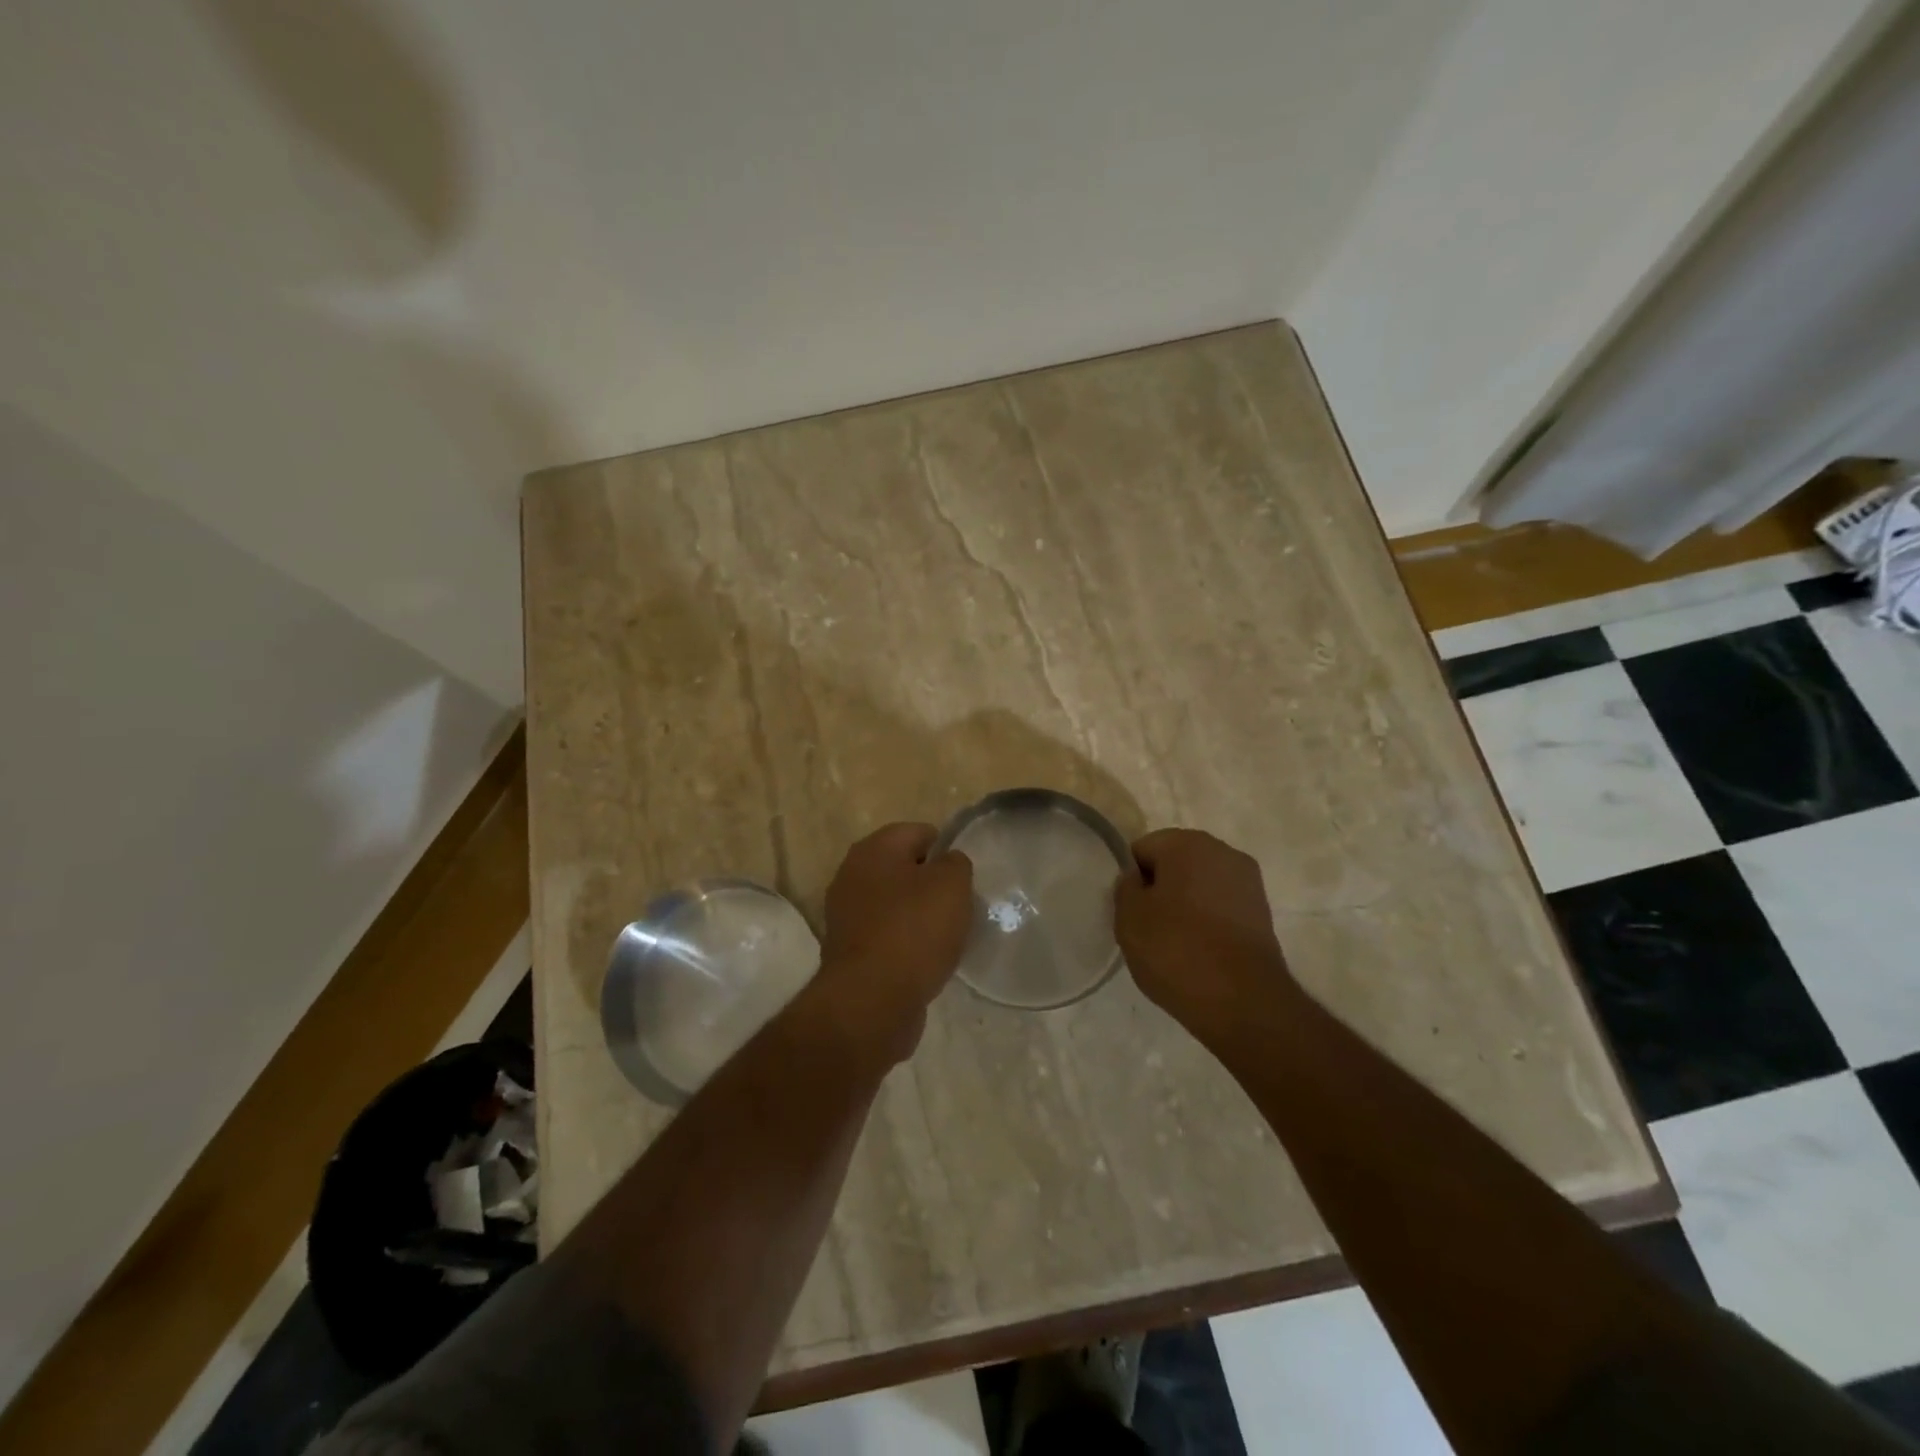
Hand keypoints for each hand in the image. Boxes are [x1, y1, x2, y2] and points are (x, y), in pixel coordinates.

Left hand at [814, 823, 973, 1064]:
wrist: (872, 1001)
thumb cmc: (914, 931)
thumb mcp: (952, 884)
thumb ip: (956, 863)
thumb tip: (947, 864)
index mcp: (873, 849)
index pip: (918, 832)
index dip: (946, 849)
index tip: (965, 876)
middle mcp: (852, 875)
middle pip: (903, 869)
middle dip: (931, 884)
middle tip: (959, 905)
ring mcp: (846, 915)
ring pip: (894, 904)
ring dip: (919, 916)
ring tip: (946, 936)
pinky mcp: (849, 951)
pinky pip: (886, 935)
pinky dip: (905, 944)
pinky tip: (926, 960)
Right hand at [1116, 828, 1294, 1045]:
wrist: (1243, 1002)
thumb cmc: (1177, 950)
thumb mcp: (1129, 918)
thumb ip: (1126, 888)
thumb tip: (1137, 880)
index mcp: (1187, 843)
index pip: (1143, 850)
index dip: (1132, 880)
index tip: (1131, 911)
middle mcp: (1223, 852)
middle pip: (1175, 863)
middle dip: (1160, 889)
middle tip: (1149, 927)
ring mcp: (1248, 882)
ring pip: (1200, 885)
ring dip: (1185, 905)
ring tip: (1175, 944)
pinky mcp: (1263, 913)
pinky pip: (1221, 907)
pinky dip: (1208, 922)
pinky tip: (1200, 952)